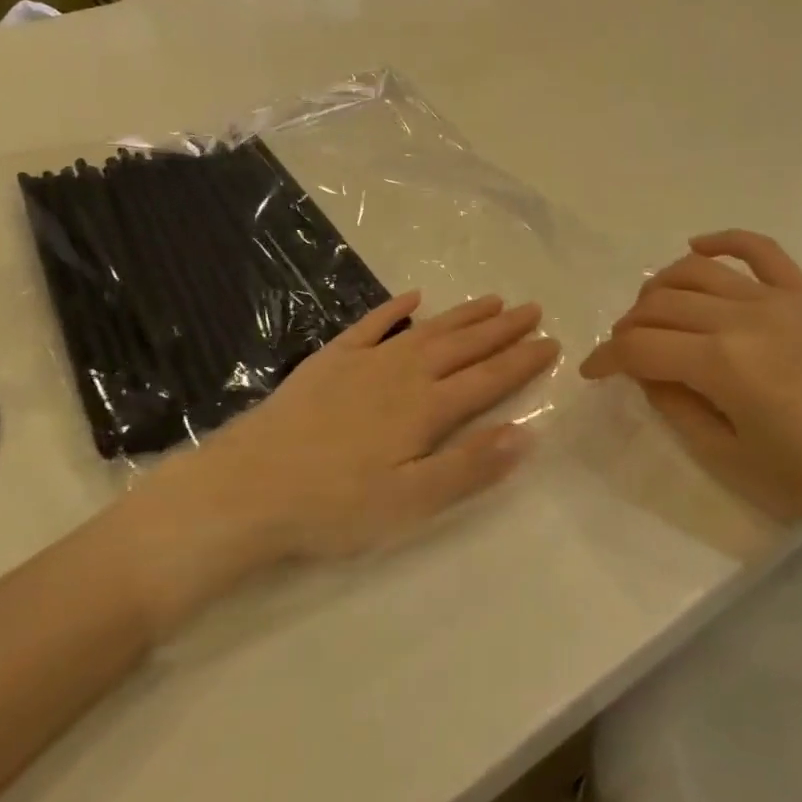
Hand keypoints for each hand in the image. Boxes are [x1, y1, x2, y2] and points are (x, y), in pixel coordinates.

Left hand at [128, 291, 557, 606]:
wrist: (250, 486)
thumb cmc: (335, 505)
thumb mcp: (411, 502)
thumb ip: (469, 467)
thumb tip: (525, 434)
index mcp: (427, 409)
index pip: (488, 379)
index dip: (522, 361)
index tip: (551, 342)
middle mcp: (404, 374)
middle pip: (464, 346)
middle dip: (502, 329)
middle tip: (533, 309)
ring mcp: (365, 362)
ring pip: (427, 330)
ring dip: (462, 315)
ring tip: (493, 300)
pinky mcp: (330, 360)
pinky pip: (371, 324)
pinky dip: (395, 309)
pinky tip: (413, 297)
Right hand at [581, 230, 801, 538]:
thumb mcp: (728, 456)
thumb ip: (675, 406)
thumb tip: (646, 372)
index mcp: (721, 364)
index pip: (640, 347)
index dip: (606, 358)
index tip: (592, 373)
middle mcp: (743, 318)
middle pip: (661, 305)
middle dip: (628, 326)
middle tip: (624, 351)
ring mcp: (778, 299)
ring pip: (697, 272)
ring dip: (660, 286)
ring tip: (650, 311)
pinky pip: (760, 249)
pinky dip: (723, 241)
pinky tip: (697, 247)